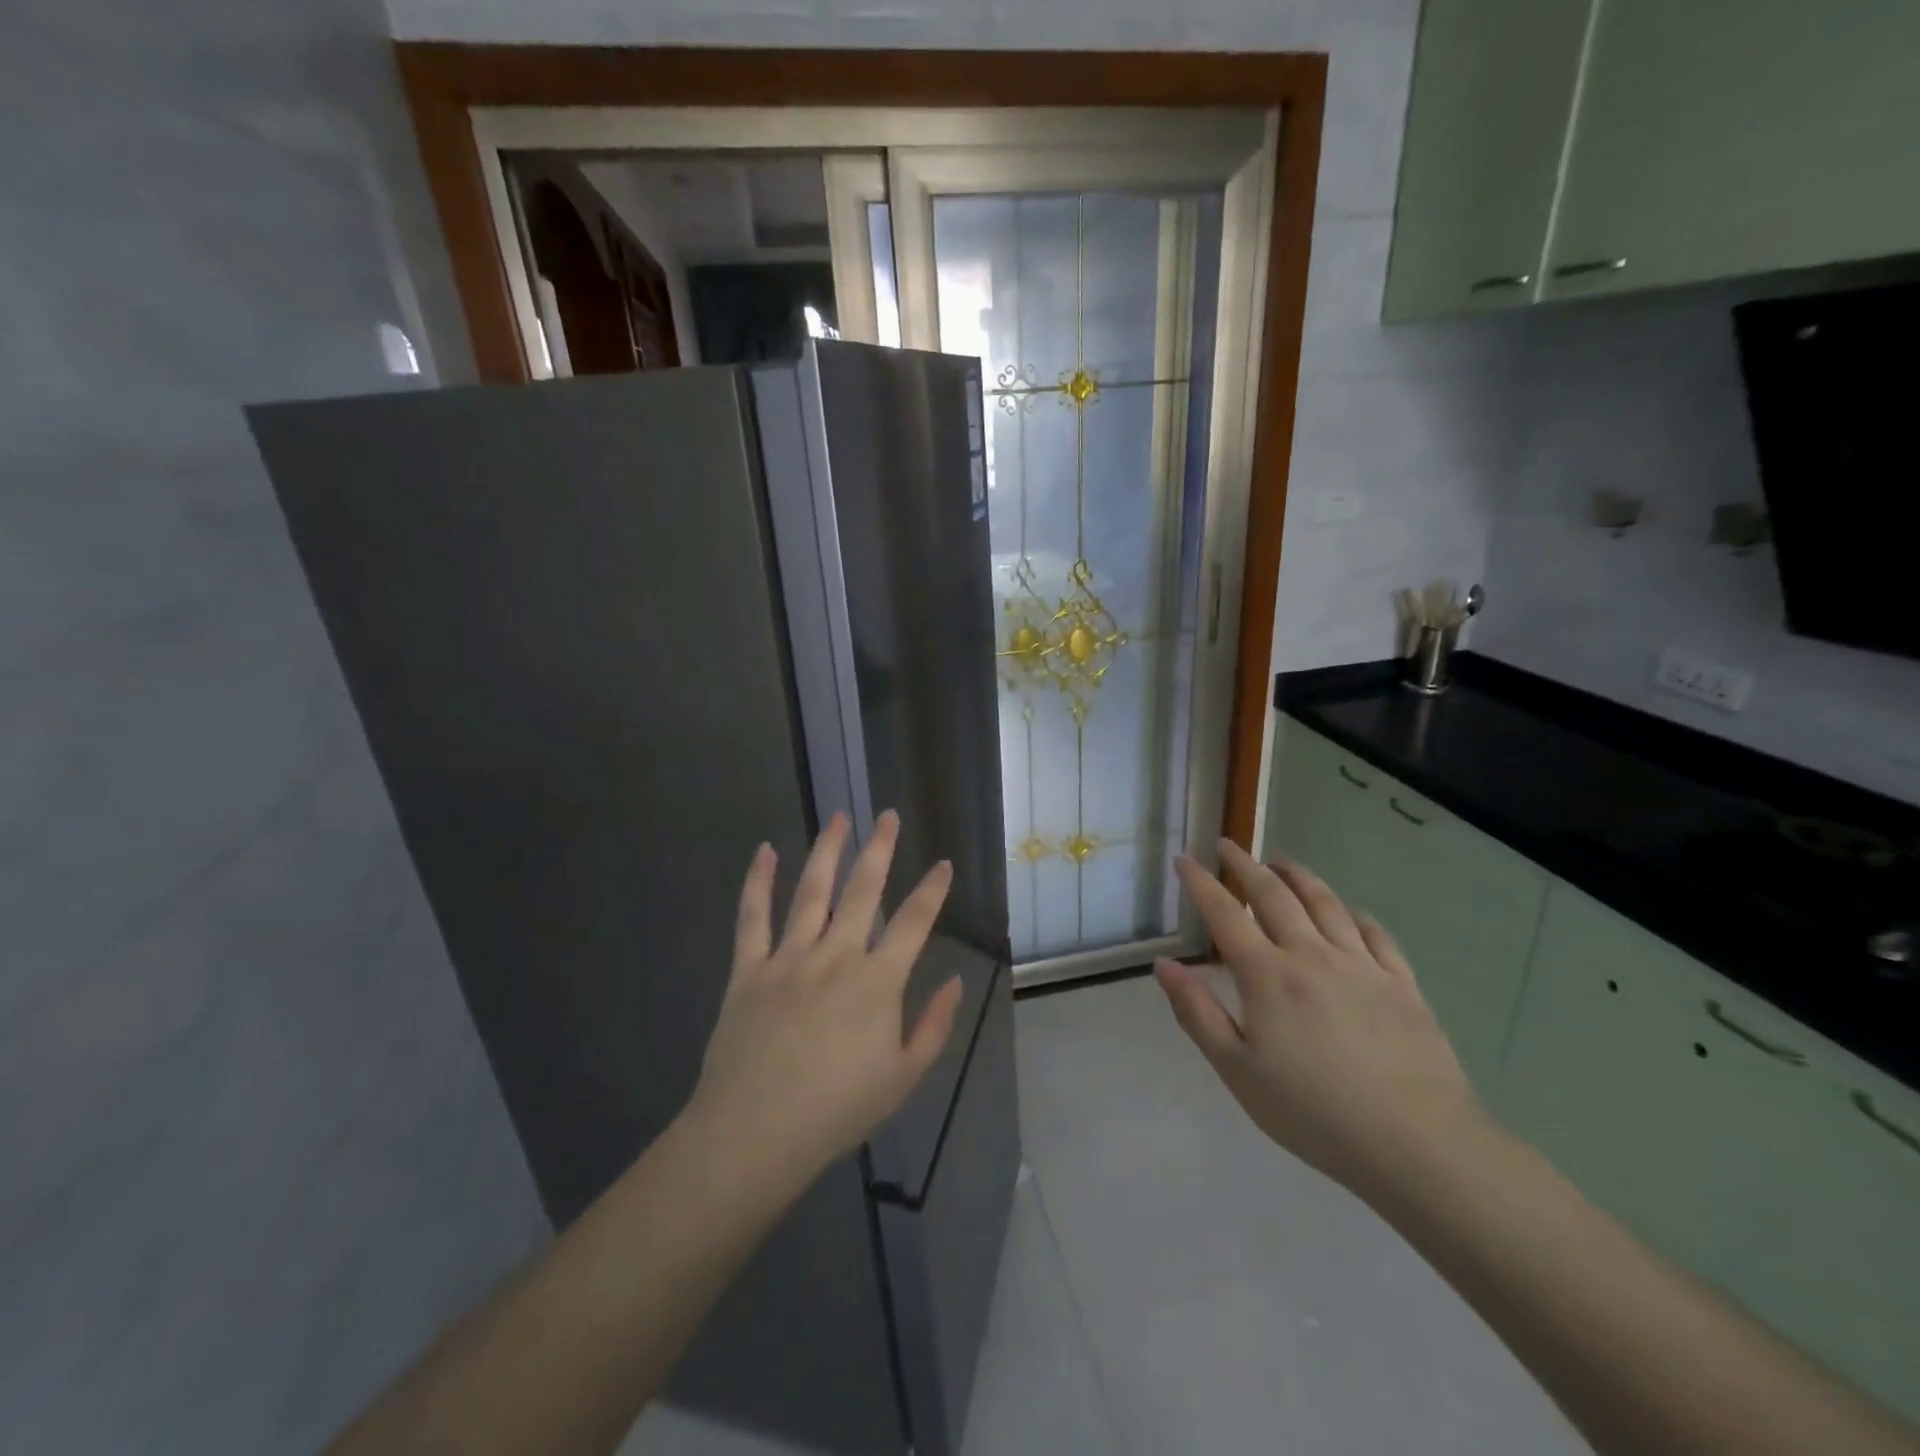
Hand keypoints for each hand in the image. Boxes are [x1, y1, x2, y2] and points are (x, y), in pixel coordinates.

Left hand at [685, 810, 961, 1186]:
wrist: (756, 1134)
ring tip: (839, 817)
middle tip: (887, 815)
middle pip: (863, 891)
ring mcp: (789, 958)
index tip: (942, 863)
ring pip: (811, 892)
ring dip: (827, 851)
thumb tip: (954, 980)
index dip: (932, 890)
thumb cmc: (837, 1111)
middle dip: (879, 849)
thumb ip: (933, 1026)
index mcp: (877, 982)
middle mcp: (836, 956)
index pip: (914, 923)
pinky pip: (752, 917)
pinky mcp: (749, 969)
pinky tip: (765, 850)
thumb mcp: (903, 1078)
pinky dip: (758, 881)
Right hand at [1155, 840, 1485, 1199]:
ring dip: (1298, 875)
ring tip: (1281, 862)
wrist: (1416, 1143)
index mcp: (1267, 974)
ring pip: (1325, 902)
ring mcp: (1362, 965)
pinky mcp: (1402, 983)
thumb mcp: (1236, 1069)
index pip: (1225, 914)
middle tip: (1229, 846)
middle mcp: (1311, 954)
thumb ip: (1196, 1012)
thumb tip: (1164, 965)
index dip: (1201, 883)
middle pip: (1274, 895)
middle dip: (1246, 866)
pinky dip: (1354, 913)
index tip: (1185, 859)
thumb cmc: (1312, 1111)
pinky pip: (1375, 933)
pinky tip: (1349, 912)